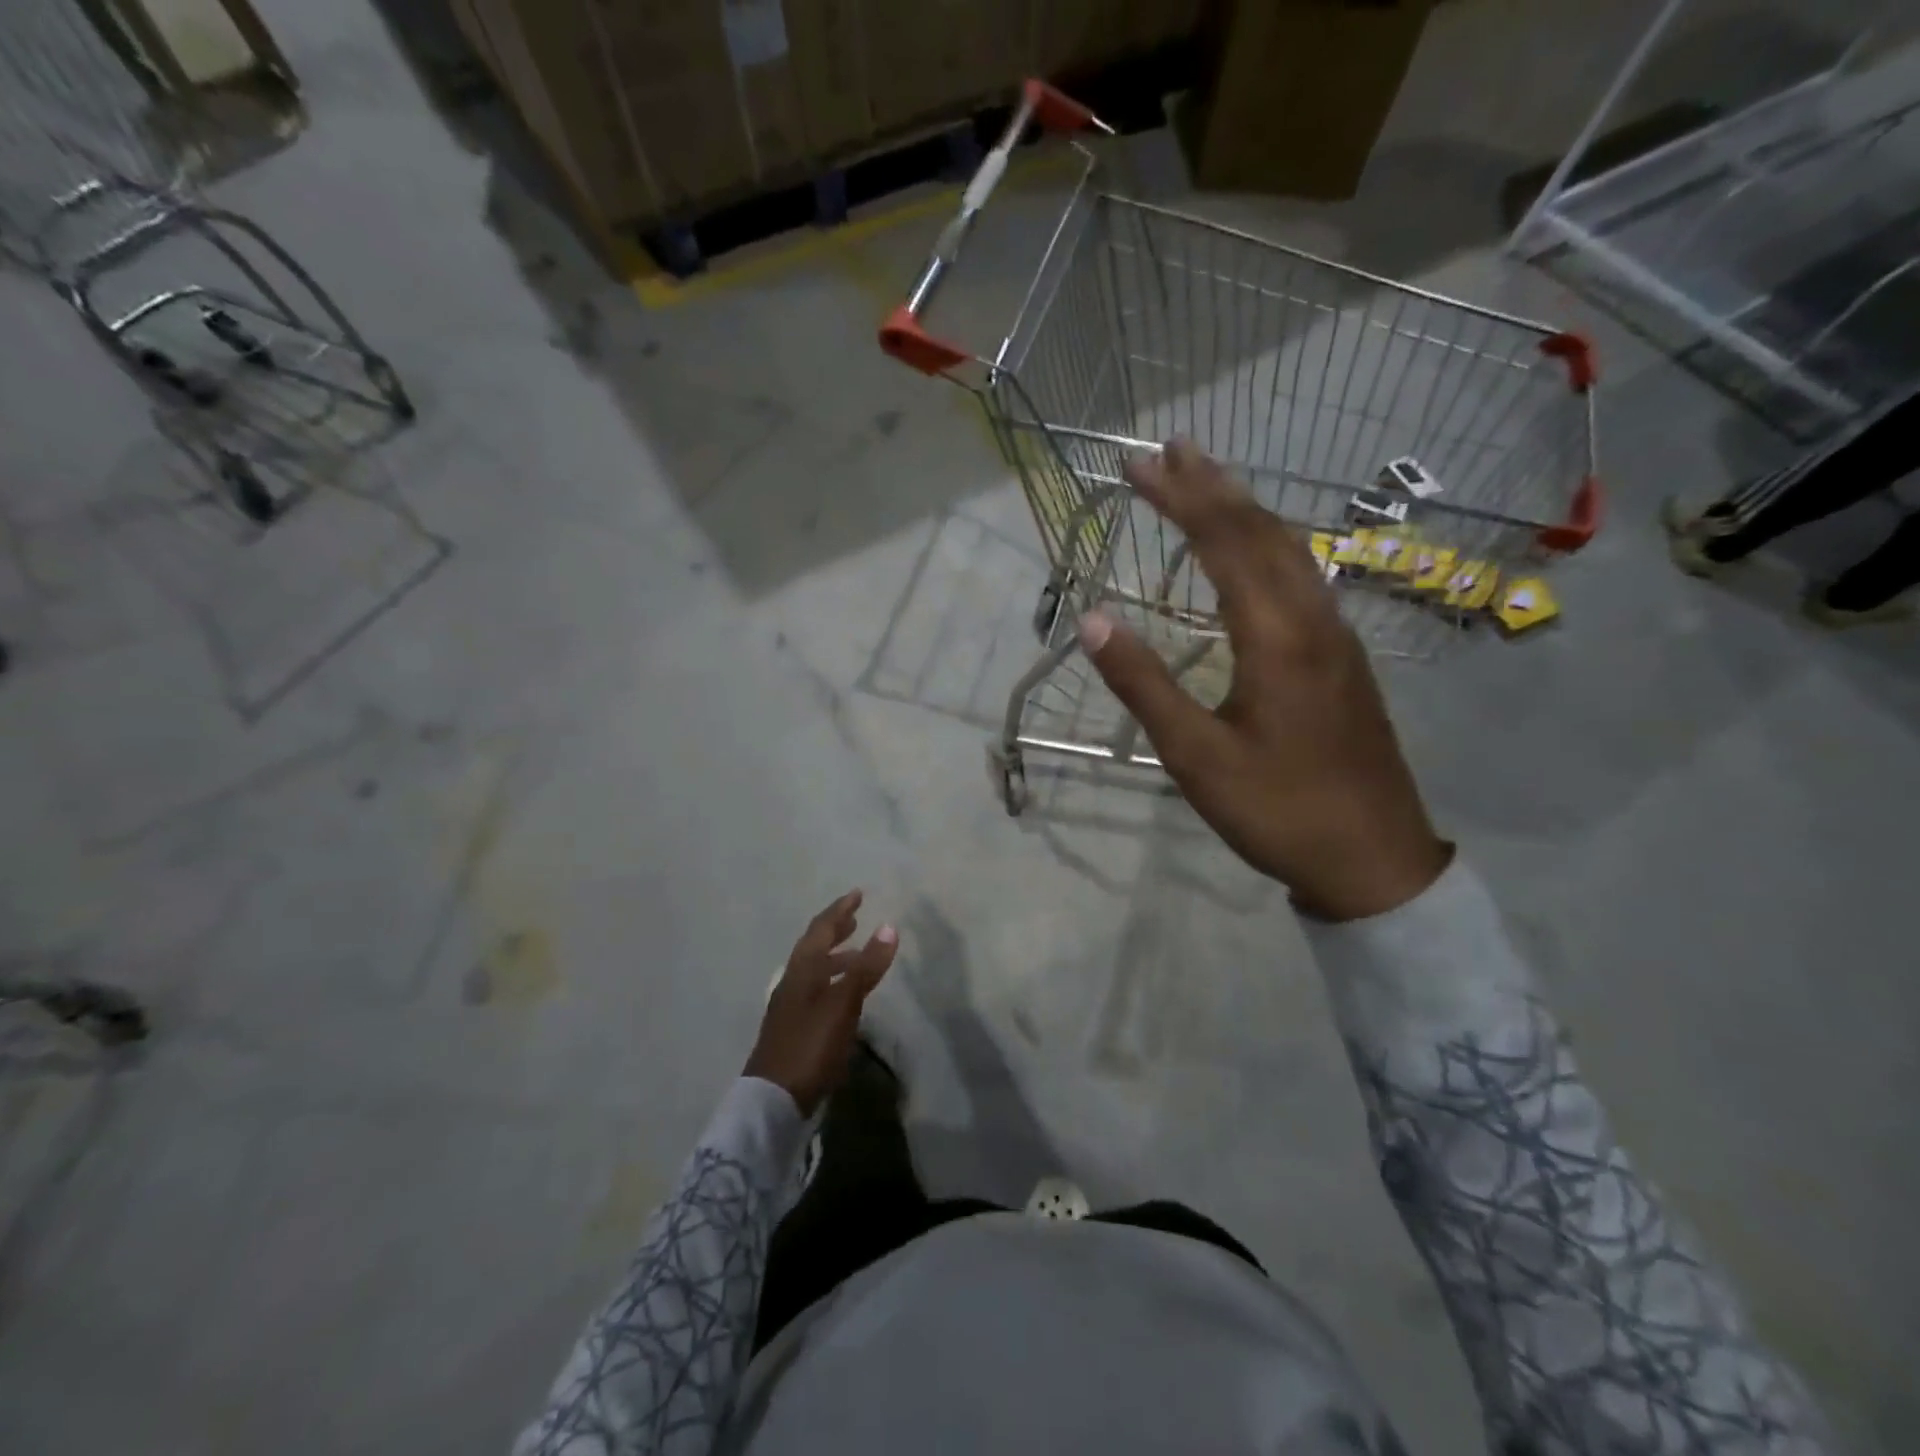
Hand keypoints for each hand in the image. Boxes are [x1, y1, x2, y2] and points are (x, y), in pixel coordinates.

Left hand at [745, 891, 897, 1113]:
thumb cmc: (810, 1045)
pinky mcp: (794, 1028)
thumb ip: (866, 967)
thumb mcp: (843, 1003)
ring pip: (815, 970)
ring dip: (835, 957)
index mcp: (802, 970)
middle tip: (854, 918)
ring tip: (858, 955)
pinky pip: (816, 990)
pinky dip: (833, 981)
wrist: (774, 1100)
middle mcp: (793, 982)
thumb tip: (888, 926)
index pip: (821, 929)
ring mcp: (790, 1006)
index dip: (840, 910)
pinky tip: (845, 996)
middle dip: (835, 930)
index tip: (857, 894)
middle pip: (814, 947)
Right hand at [1079, 440, 1451, 922]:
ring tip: (1209, 481)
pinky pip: (1305, 577)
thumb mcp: (1195, 756)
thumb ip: (1144, 684)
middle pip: (1263, 532)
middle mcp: (1314, 619)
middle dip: (1213, 486)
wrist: (1373, 860)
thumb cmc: (1276, 809)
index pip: (1224, 543)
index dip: (1180, 498)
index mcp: (1276, 637)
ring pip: (1291, 550)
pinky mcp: (1344, 658)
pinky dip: (1269, 544)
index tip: (1138, 465)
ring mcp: (1337, 637)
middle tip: (1172, 448)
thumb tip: (1093, 620)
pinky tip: (1256, 553)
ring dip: (1247, 509)